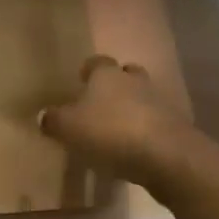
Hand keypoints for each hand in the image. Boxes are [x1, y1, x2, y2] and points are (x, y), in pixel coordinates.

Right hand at [39, 55, 201, 188]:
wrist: (166, 155)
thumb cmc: (110, 132)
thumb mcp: (69, 128)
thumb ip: (53, 120)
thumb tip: (44, 115)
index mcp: (106, 75)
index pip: (96, 63)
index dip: (87, 71)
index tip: (80, 81)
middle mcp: (134, 81)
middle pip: (125, 75)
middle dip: (115, 86)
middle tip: (100, 104)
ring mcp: (158, 102)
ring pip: (142, 98)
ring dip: (131, 109)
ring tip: (115, 130)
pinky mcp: (174, 126)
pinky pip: (154, 123)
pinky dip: (144, 131)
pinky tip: (133, 149)